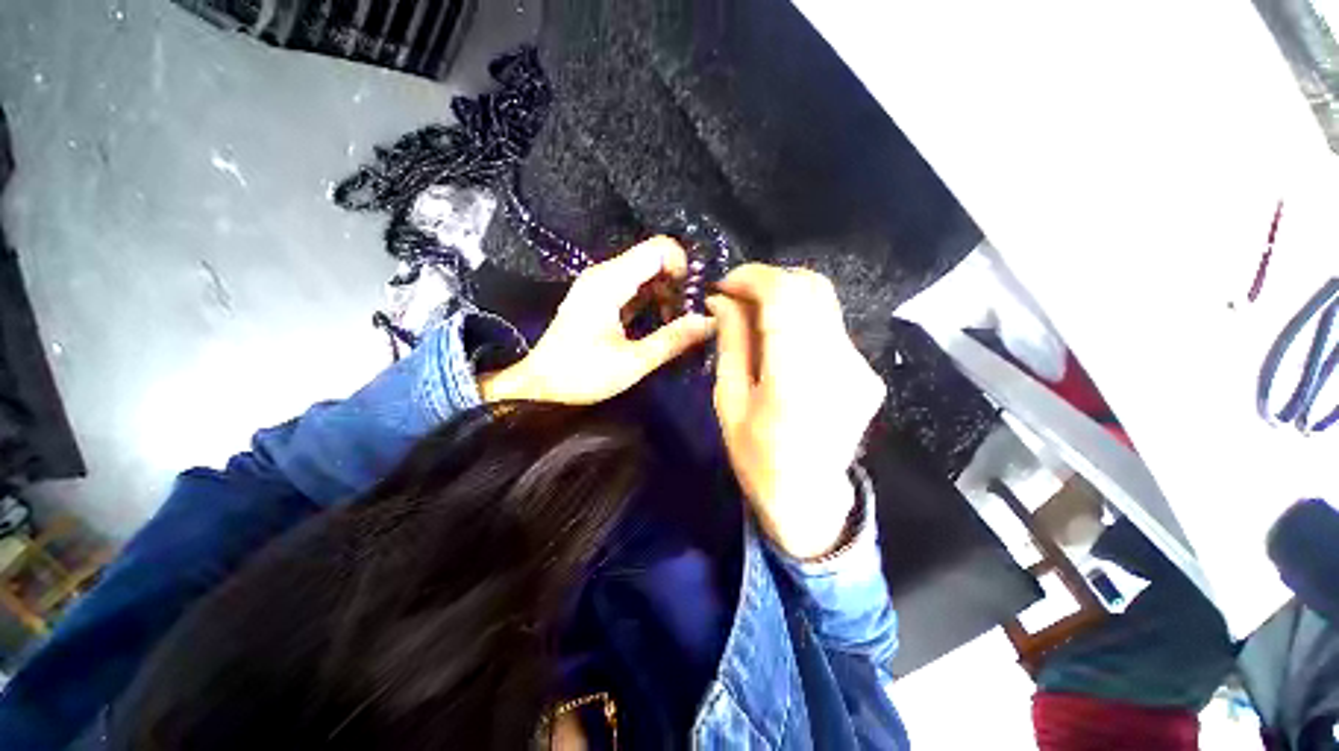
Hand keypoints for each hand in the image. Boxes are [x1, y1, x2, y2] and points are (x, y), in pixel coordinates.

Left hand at [479, 237, 715, 404]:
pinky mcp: (600, 298)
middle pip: (653, 259)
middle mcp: (605, 274)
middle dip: (677, 282)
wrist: (539, 387)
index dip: (683, 266)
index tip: (694, 297)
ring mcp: (600, 285)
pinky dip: (652, 299)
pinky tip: (661, 322)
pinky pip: (634, 287)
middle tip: (689, 314)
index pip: (659, 248)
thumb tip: (710, 322)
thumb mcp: (633, 362)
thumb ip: (673, 339)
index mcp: (610, 281)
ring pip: (645, 273)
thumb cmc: (582, 375)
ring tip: (677, 322)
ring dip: (666, 292)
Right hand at [707, 265, 885, 558]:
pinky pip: (831, 327)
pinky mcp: (867, 372)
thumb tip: (723, 300)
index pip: (784, 295)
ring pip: (824, 303)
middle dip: (769, 280)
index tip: (726, 285)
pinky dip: (802, 320)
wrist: (809, 501)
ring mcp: (860, 367)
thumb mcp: (729, 402)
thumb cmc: (758, 458)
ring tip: (756, 318)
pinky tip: (782, 342)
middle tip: (739, 298)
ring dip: (785, 298)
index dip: (753, 277)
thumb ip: (731, 344)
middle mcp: (839, 362)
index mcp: (797, 377)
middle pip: (812, 287)